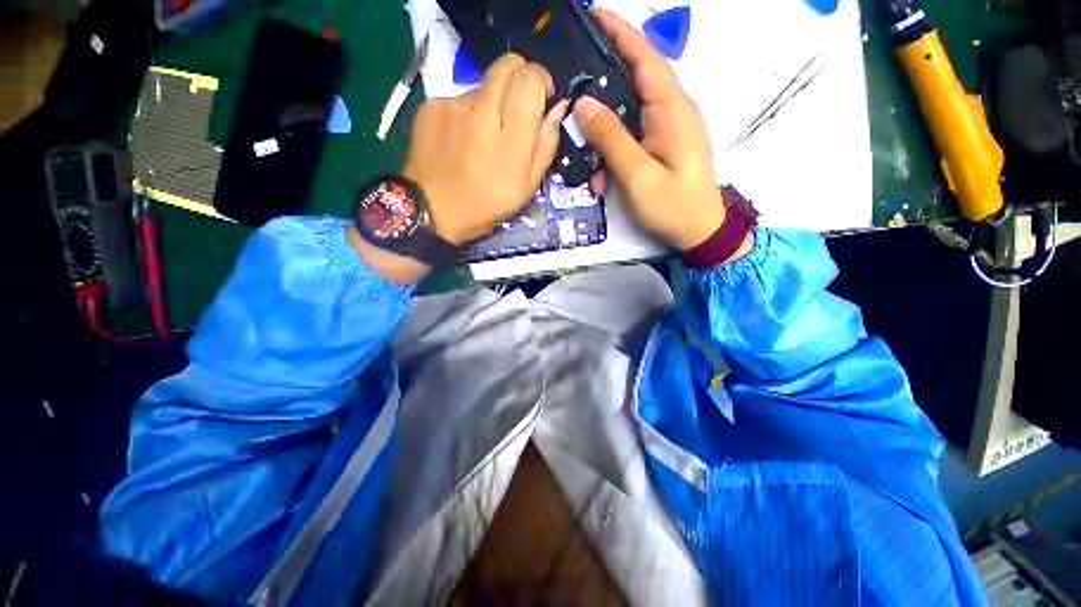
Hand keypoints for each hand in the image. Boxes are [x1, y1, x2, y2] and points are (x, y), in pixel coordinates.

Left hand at [405, 53, 568, 244]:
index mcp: (510, 139)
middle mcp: (482, 112)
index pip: (530, 79)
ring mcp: (453, 105)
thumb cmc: (485, 206)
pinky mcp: (431, 105)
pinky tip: (461, 141)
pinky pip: (459, 98)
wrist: (431, 212)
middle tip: (517, 108)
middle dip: (520, 78)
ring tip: (482, 138)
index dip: (540, 81)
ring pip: (483, 84)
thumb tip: (557, 108)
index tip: (541, 98)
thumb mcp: (526, 188)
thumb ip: (545, 146)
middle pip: (508, 64)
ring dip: (491, 102)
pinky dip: (467, 114)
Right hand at [574, 9, 750, 257]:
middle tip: (570, 87)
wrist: (699, 232)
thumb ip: (611, 139)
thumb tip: (584, 103)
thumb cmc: (672, 206)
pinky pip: (631, 136)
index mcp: (671, 109)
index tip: (591, 15)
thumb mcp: (637, 176)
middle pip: (632, 81)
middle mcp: (671, 110)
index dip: (618, 31)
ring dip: (603, 134)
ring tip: (585, 159)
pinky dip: (612, 153)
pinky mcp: (661, 145)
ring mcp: (667, 128)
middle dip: (601, 83)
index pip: (644, 56)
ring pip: (627, 114)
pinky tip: (602, 178)